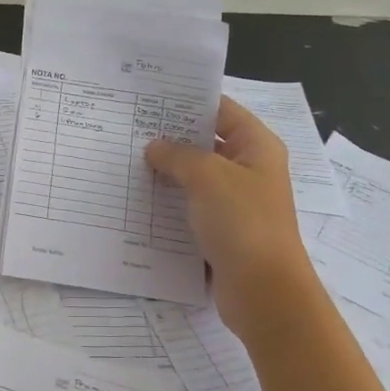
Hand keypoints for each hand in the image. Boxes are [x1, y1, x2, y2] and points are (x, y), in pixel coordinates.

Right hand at [146, 97, 320, 332]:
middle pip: (206, 144)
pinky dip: (169, 206)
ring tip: (125, 162)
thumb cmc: (243, 223)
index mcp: (256, 147)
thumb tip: (155, 147)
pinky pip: (191, 210)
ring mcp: (235, 204)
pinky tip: (138, 201)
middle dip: (171, 139)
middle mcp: (249, 170)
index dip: (188, 102)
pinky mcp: (222, 233)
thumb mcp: (208, 177)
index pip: (221, 110)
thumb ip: (178, 156)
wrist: (264, 292)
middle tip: (128, 130)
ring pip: (195, 179)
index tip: (150, 98)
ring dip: (166, 174)